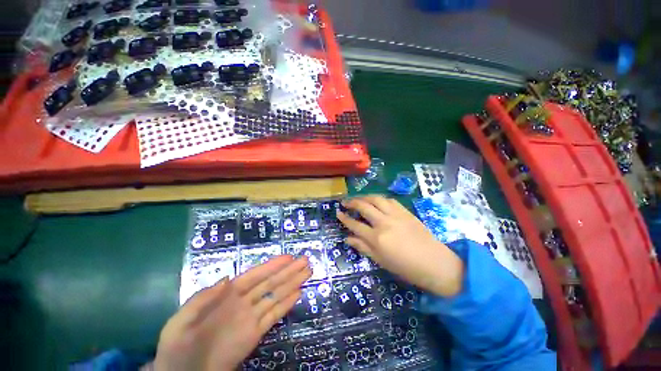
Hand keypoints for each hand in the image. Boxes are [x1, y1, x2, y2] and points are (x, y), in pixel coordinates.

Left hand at [153, 255, 311, 370]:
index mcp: (227, 295)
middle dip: (289, 270)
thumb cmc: (178, 348)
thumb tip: (228, 278)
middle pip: (271, 282)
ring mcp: (251, 318)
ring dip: (292, 283)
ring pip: (276, 295)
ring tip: (307, 272)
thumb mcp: (180, 322)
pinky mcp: (256, 334)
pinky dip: (287, 304)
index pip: (255, 275)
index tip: (289, 257)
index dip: (272, 265)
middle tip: (306, 260)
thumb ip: (202, 300)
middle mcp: (243, 302)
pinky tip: (298, 294)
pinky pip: (274, 315)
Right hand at [337, 195, 463, 296]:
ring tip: (359, 199)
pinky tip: (377, 201)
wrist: (435, 263)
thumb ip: (362, 247)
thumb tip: (347, 238)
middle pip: (364, 206)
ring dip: (365, 197)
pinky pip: (389, 200)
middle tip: (345, 202)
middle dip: (352, 202)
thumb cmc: (405, 267)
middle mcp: (384, 222)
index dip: (344, 218)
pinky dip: (380, 199)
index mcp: (377, 238)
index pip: (355, 224)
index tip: (338, 213)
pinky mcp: (405, 212)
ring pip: (376, 199)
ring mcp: (396, 215)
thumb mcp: (381, 261)